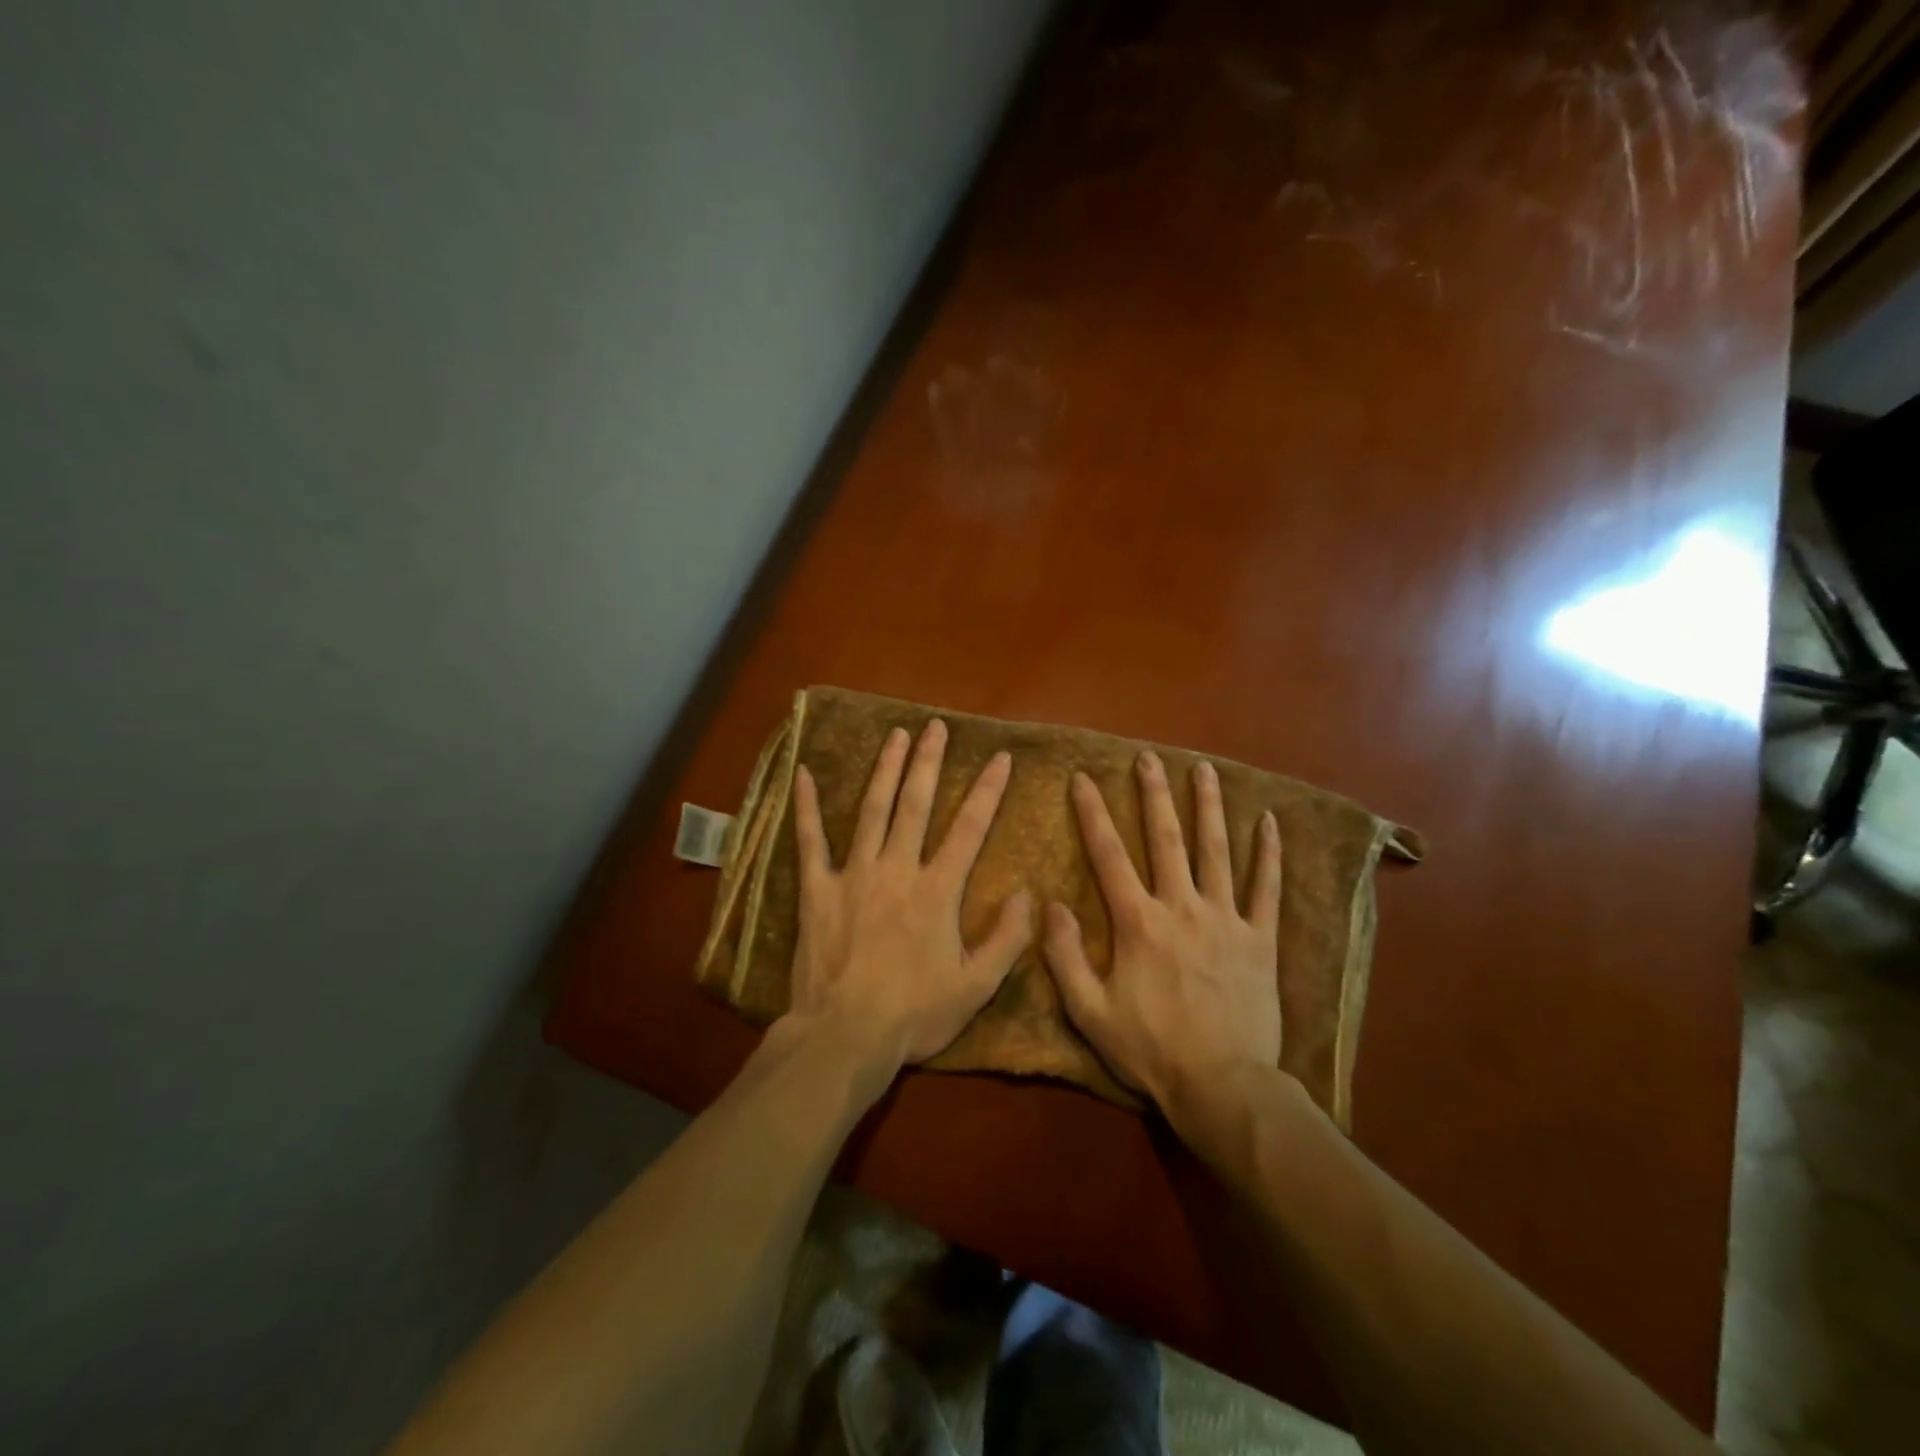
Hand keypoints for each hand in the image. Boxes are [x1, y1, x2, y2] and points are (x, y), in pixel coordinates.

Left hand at [786, 719, 1032, 1080]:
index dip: (988, 790)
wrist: (844, 1035)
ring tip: (895, 736)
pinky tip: (805, 774)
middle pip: (916, 804)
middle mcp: (897, 869)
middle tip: (935, 727)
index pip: (969, 828)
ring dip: (885, 770)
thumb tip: (1025, 894)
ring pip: (872, 810)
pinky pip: (810, 841)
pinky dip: (807, 807)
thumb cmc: (914, 1014)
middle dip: (929, 762)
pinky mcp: (817, 889)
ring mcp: (853, 874)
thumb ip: (1007, 938)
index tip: (1000, 757)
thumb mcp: (976, 986)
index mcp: (937, 890)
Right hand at [1042, 752, 1282, 1111]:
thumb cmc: (1150, 1049)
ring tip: (1204, 769)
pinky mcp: (1260, 939)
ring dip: (1209, 807)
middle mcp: (1181, 907)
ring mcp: (1226, 919)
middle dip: (1154, 794)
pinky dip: (1268, 854)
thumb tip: (1049, 903)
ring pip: (1216, 851)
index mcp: (1138, 922)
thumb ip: (1064, 955)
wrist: (1222, 1086)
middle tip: (1148, 757)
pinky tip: (1269, 822)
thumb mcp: (1089, 1011)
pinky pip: (1267, 889)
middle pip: (1166, 839)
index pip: (1109, 855)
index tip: (1083, 778)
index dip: (1093, 813)